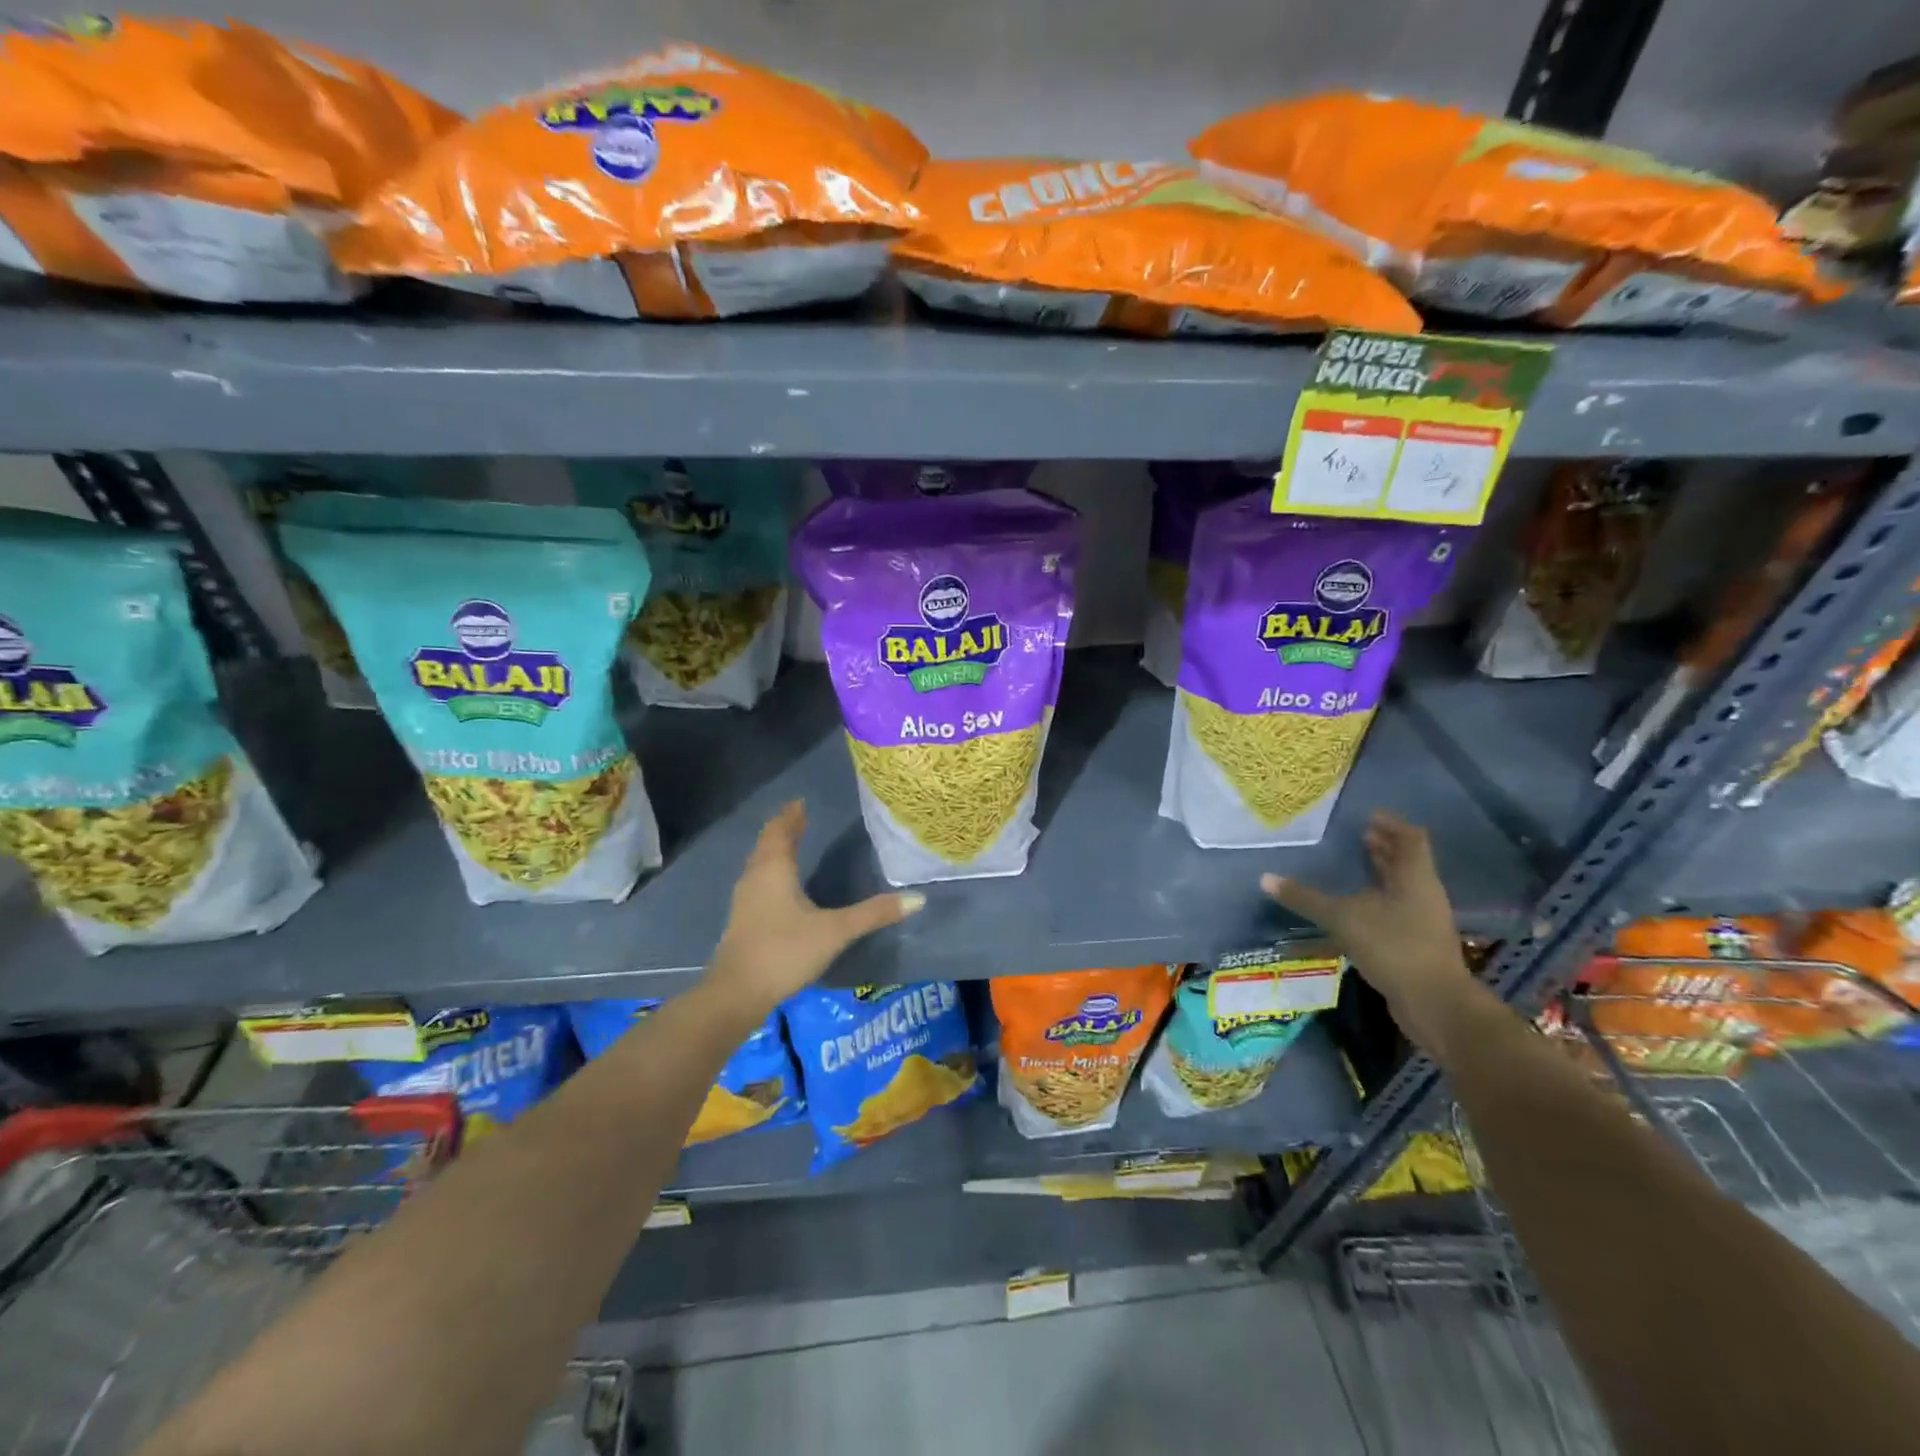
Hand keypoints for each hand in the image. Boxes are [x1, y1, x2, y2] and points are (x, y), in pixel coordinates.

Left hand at [707, 800, 923, 1007]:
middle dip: (783, 829)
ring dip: (774, 849)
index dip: (792, 816)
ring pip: (759, 863)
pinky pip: (757, 881)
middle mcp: (756, 877)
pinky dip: (770, 870)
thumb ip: (874, 914)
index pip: (782, 831)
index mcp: (775, 869)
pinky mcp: (742, 920)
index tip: (801, 802)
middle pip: (768, 843)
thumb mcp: (836, 931)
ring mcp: (745, 899)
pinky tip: (780, 885)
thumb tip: (917, 898)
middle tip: (799, 816)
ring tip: (791, 843)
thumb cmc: (785, 951)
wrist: (737, 993)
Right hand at [1260, 812, 1471, 1044]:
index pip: (1410, 838)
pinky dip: (1376, 902)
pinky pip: (1396, 911)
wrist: (1433, 1003)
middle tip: (1358, 836)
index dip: (1391, 824)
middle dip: (1384, 848)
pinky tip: (1353, 909)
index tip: (1367, 815)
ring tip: (1353, 869)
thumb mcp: (1342, 918)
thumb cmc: (1393, 947)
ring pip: (1401, 887)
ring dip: (1380, 875)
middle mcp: (1423, 894)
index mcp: (1414, 878)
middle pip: (1407, 862)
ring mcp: (1423, 920)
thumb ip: (1305, 898)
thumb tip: (1265, 878)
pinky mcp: (1417, 944)